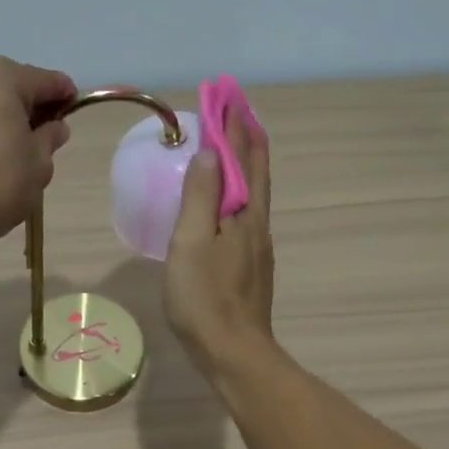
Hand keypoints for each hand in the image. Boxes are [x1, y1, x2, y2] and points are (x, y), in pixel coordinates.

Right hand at [164, 114, 274, 375]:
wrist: (234, 353)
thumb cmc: (206, 297)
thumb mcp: (192, 242)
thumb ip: (200, 197)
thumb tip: (210, 154)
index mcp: (244, 214)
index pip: (242, 158)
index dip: (232, 126)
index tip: (225, 95)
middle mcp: (257, 225)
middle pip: (256, 172)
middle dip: (246, 138)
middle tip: (237, 109)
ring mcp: (256, 248)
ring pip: (253, 194)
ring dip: (245, 164)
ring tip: (234, 146)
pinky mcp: (249, 268)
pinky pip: (245, 215)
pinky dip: (238, 193)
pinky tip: (228, 202)